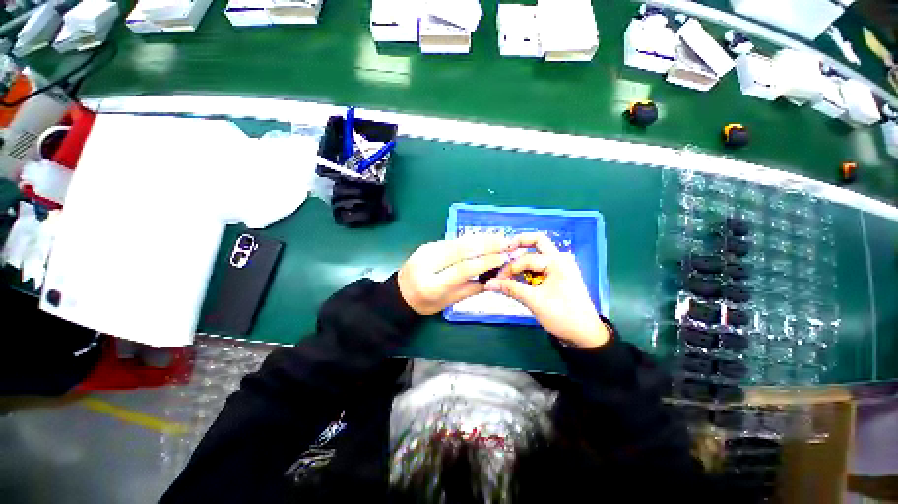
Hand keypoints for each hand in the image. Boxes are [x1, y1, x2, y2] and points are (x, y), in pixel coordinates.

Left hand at [398, 235, 511, 314]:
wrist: (400, 292)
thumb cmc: (425, 303)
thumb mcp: (449, 301)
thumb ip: (471, 289)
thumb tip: (495, 276)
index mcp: (431, 284)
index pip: (463, 269)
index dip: (485, 262)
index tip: (504, 257)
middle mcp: (427, 263)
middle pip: (461, 249)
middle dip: (487, 244)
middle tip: (506, 242)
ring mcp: (426, 251)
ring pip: (457, 242)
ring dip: (480, 238)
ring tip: (499, 237)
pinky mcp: (428, 244)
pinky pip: (452, 241)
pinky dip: (470, 239)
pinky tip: (483, 238)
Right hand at [485, 233, 609, 348]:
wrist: (585, 334)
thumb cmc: (562, 316)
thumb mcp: (534, 302)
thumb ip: (511, 289)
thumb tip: (488, 284)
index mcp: (557, 263)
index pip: (526, 259)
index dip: (509, 268)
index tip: (496, 279)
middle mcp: (561, 259)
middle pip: (538, 241)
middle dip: (519, 243)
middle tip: (504, 251)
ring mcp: (561, 266)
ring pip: (539, 252)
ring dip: (523, 256)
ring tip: (508, 267)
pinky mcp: (559, 275)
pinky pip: (541, 264)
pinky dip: (528, 267)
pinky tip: (518, 275)